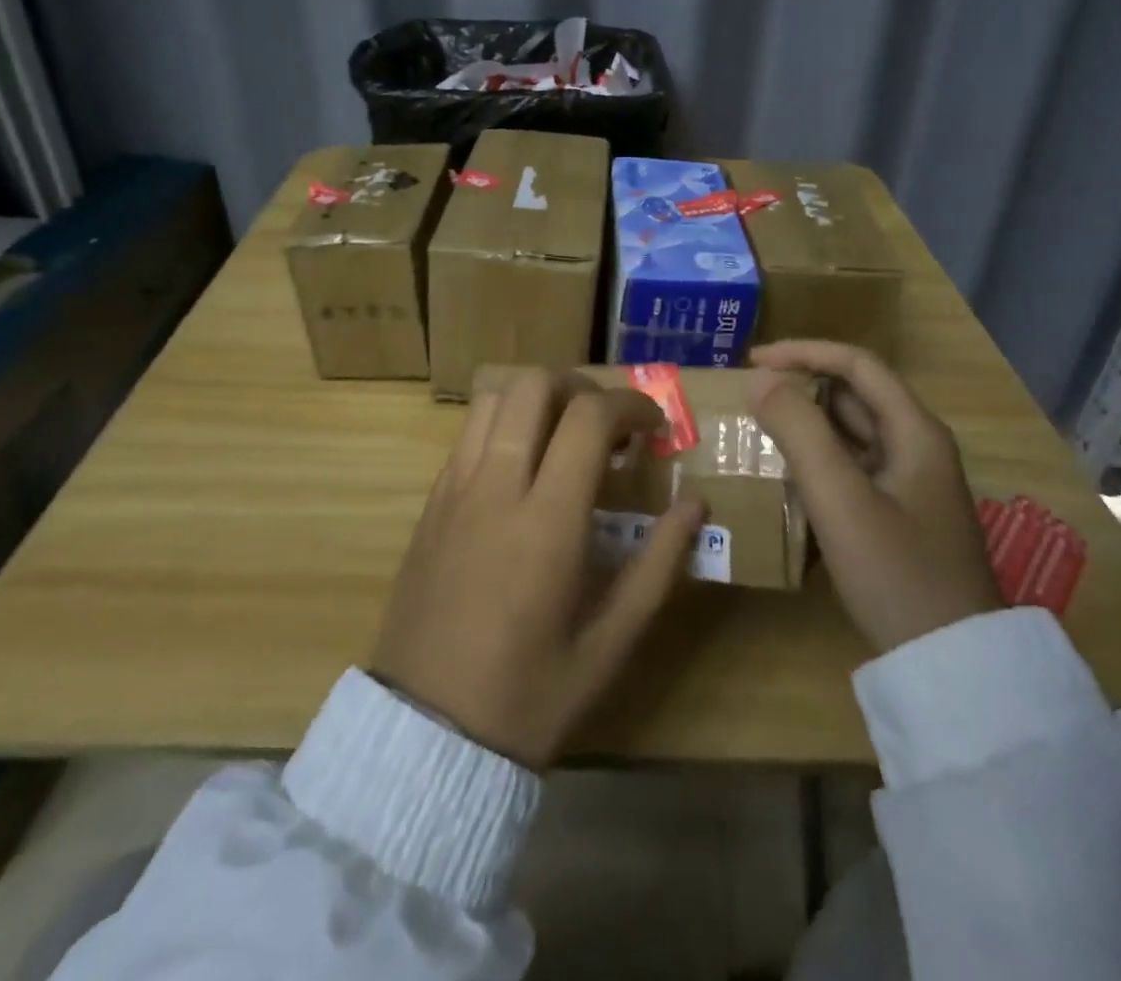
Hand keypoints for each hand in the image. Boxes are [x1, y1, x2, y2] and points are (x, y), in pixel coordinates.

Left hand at [371, 369, 706, 768]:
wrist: (425, 735)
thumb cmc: (529, 697)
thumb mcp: (611, 644)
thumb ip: (659, 566)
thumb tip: (695, 506)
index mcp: (547, 522)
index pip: (589, 418)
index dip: (630, 404)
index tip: (653, 426)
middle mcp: (496, 488)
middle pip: (533, 385)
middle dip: (580, 387)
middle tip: (608, 425)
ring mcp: (454, 490)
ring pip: (493, 398)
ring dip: (537, 399)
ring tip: (565, 435)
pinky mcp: (431, 502)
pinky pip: (469, 434)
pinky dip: (504, 423)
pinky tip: (524, 466)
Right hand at [747, 340, 1000, 653]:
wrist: (951, 666)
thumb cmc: (896, 572)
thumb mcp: (840, 498)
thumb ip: (798, 431)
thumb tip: (758, 379)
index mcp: (914, 431)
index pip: (856, 364)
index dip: (803, 352)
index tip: (751, 360)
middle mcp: (916, 447)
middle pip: (853, 395)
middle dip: (800, 385)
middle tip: (747, 394)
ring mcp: (909, 483)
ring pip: (850, 432)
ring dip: (805, 421)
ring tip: (755, 426)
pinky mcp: (897, 514)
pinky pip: (850, 466)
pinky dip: (815, 458)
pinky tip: (784, 473)